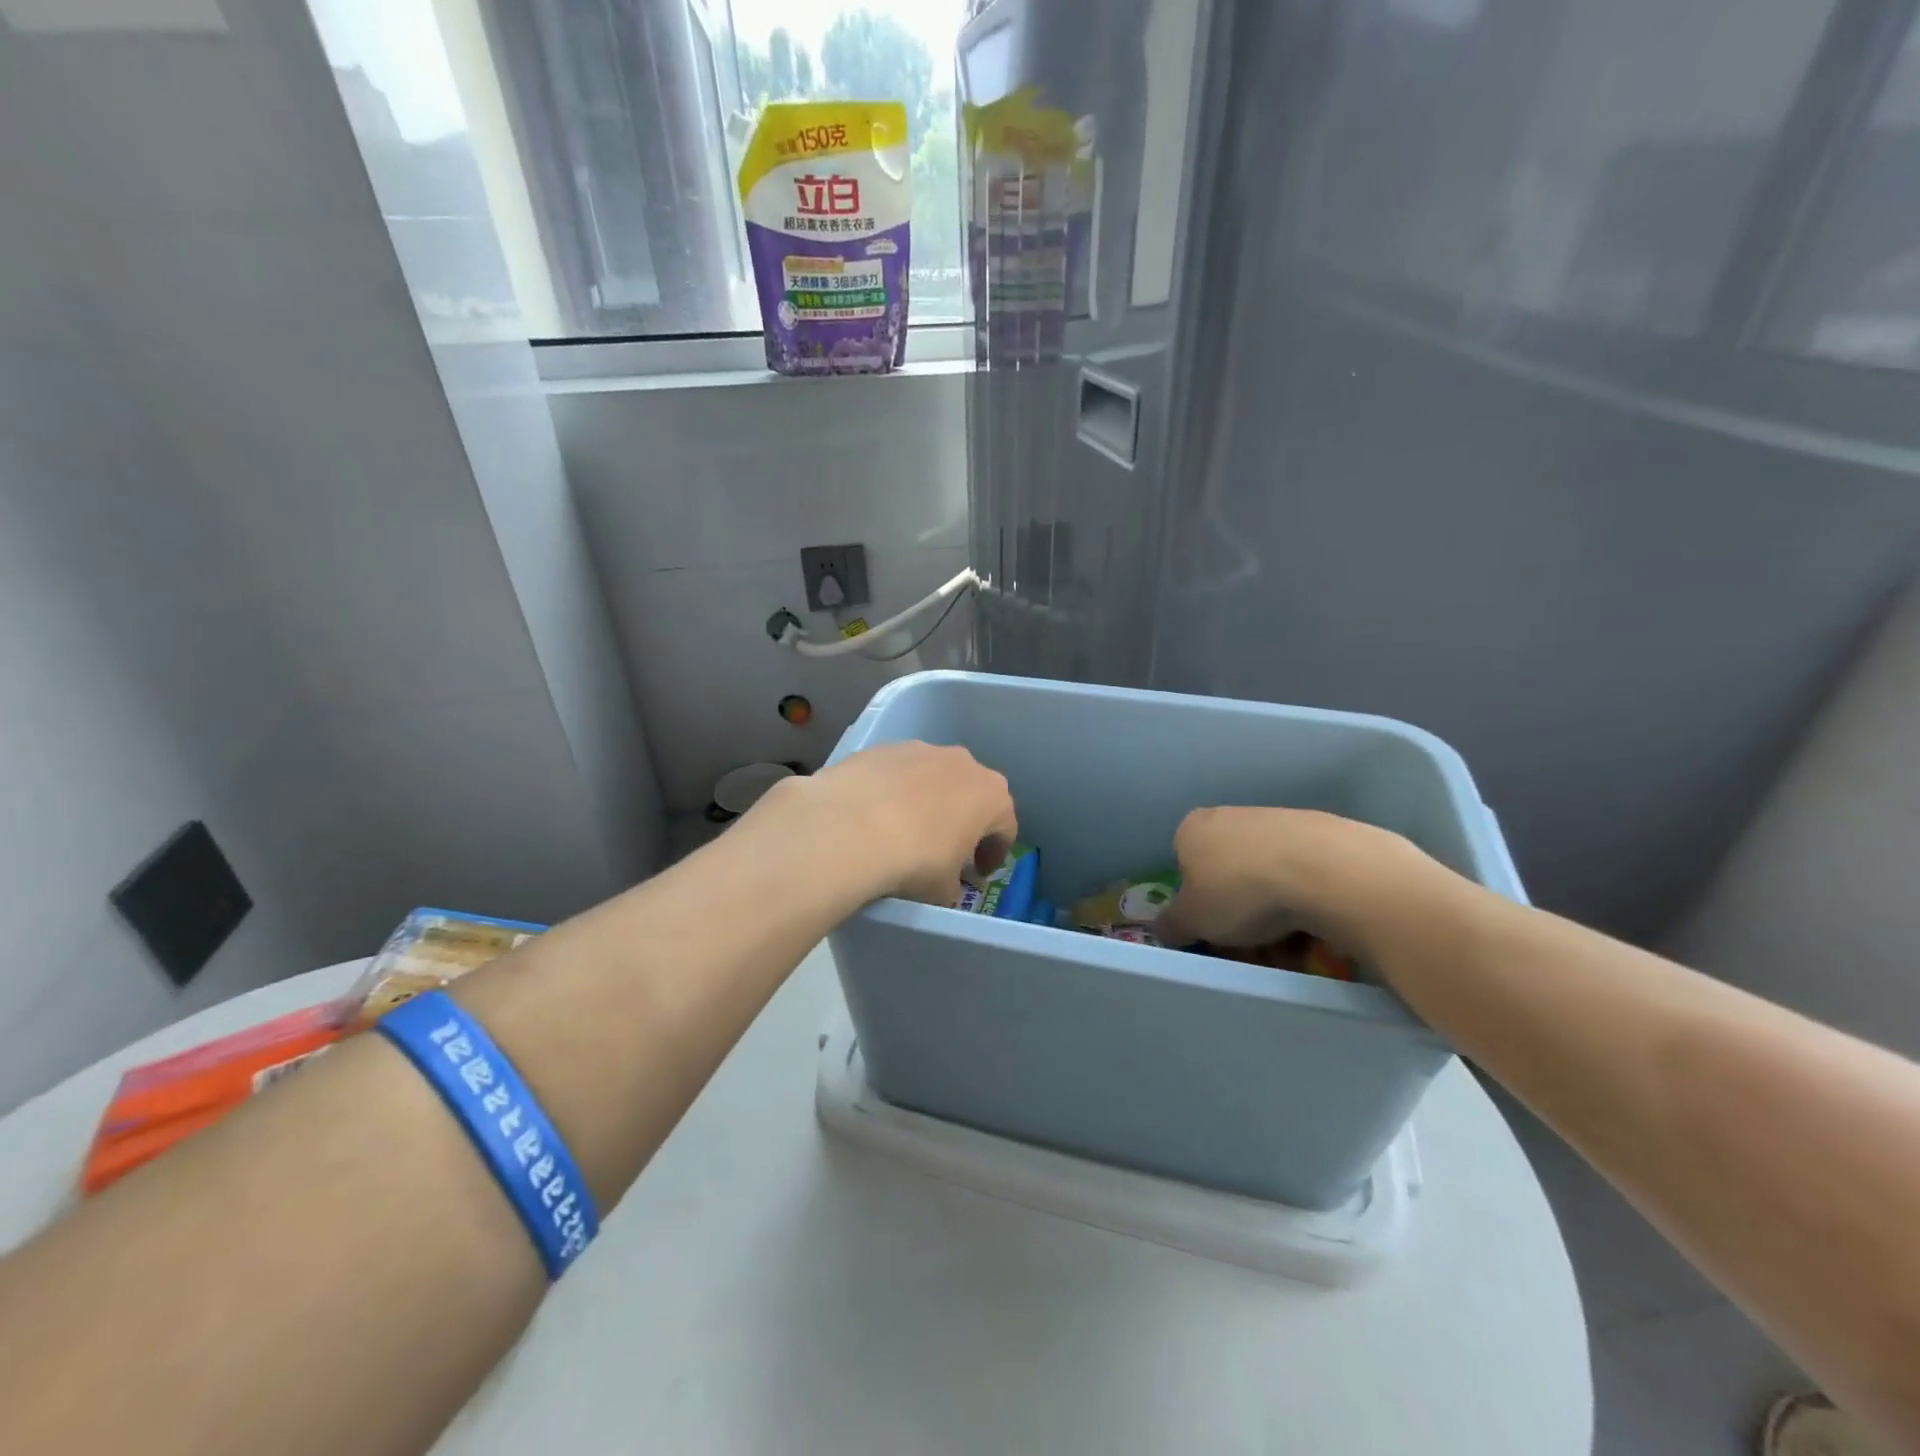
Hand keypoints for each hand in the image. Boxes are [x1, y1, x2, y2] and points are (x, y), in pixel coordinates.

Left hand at [768, 742, 1017, 906]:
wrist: (850, 827)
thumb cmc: (915, 860)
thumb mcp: (942, 889)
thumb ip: (953, 885)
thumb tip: (946, 886)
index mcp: (991, 795)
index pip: (1005, 827)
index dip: (993, 853)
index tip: (977, 873)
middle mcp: (963, 763)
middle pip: (970, 794)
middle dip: (962, 820)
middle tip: (945, 849)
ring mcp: (921, 750)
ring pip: (932, 778)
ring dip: (926, 801)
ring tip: (903, 830)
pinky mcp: (883, 748)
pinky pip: (897, 773)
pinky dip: (892, 792)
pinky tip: (874, 815)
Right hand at [1155, 806, 1463, 964]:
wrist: (1325, 871)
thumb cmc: (1240, 892)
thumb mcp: (1192, 920)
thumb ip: (1171, 924)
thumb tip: (1162, 928)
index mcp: (1193, 827)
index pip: (1184, 865)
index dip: (1196, 900)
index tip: (1212, 928)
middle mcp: (1231, 815)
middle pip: (1227, 870)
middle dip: (1237, 908)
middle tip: (1250, 942)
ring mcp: (1278, 819)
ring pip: (1266, 874)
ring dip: (1272, 909)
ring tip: (1288, 943)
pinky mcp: (1321, 831)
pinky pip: (1302, 874)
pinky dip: (1304, 898)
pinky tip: (1315, 923)